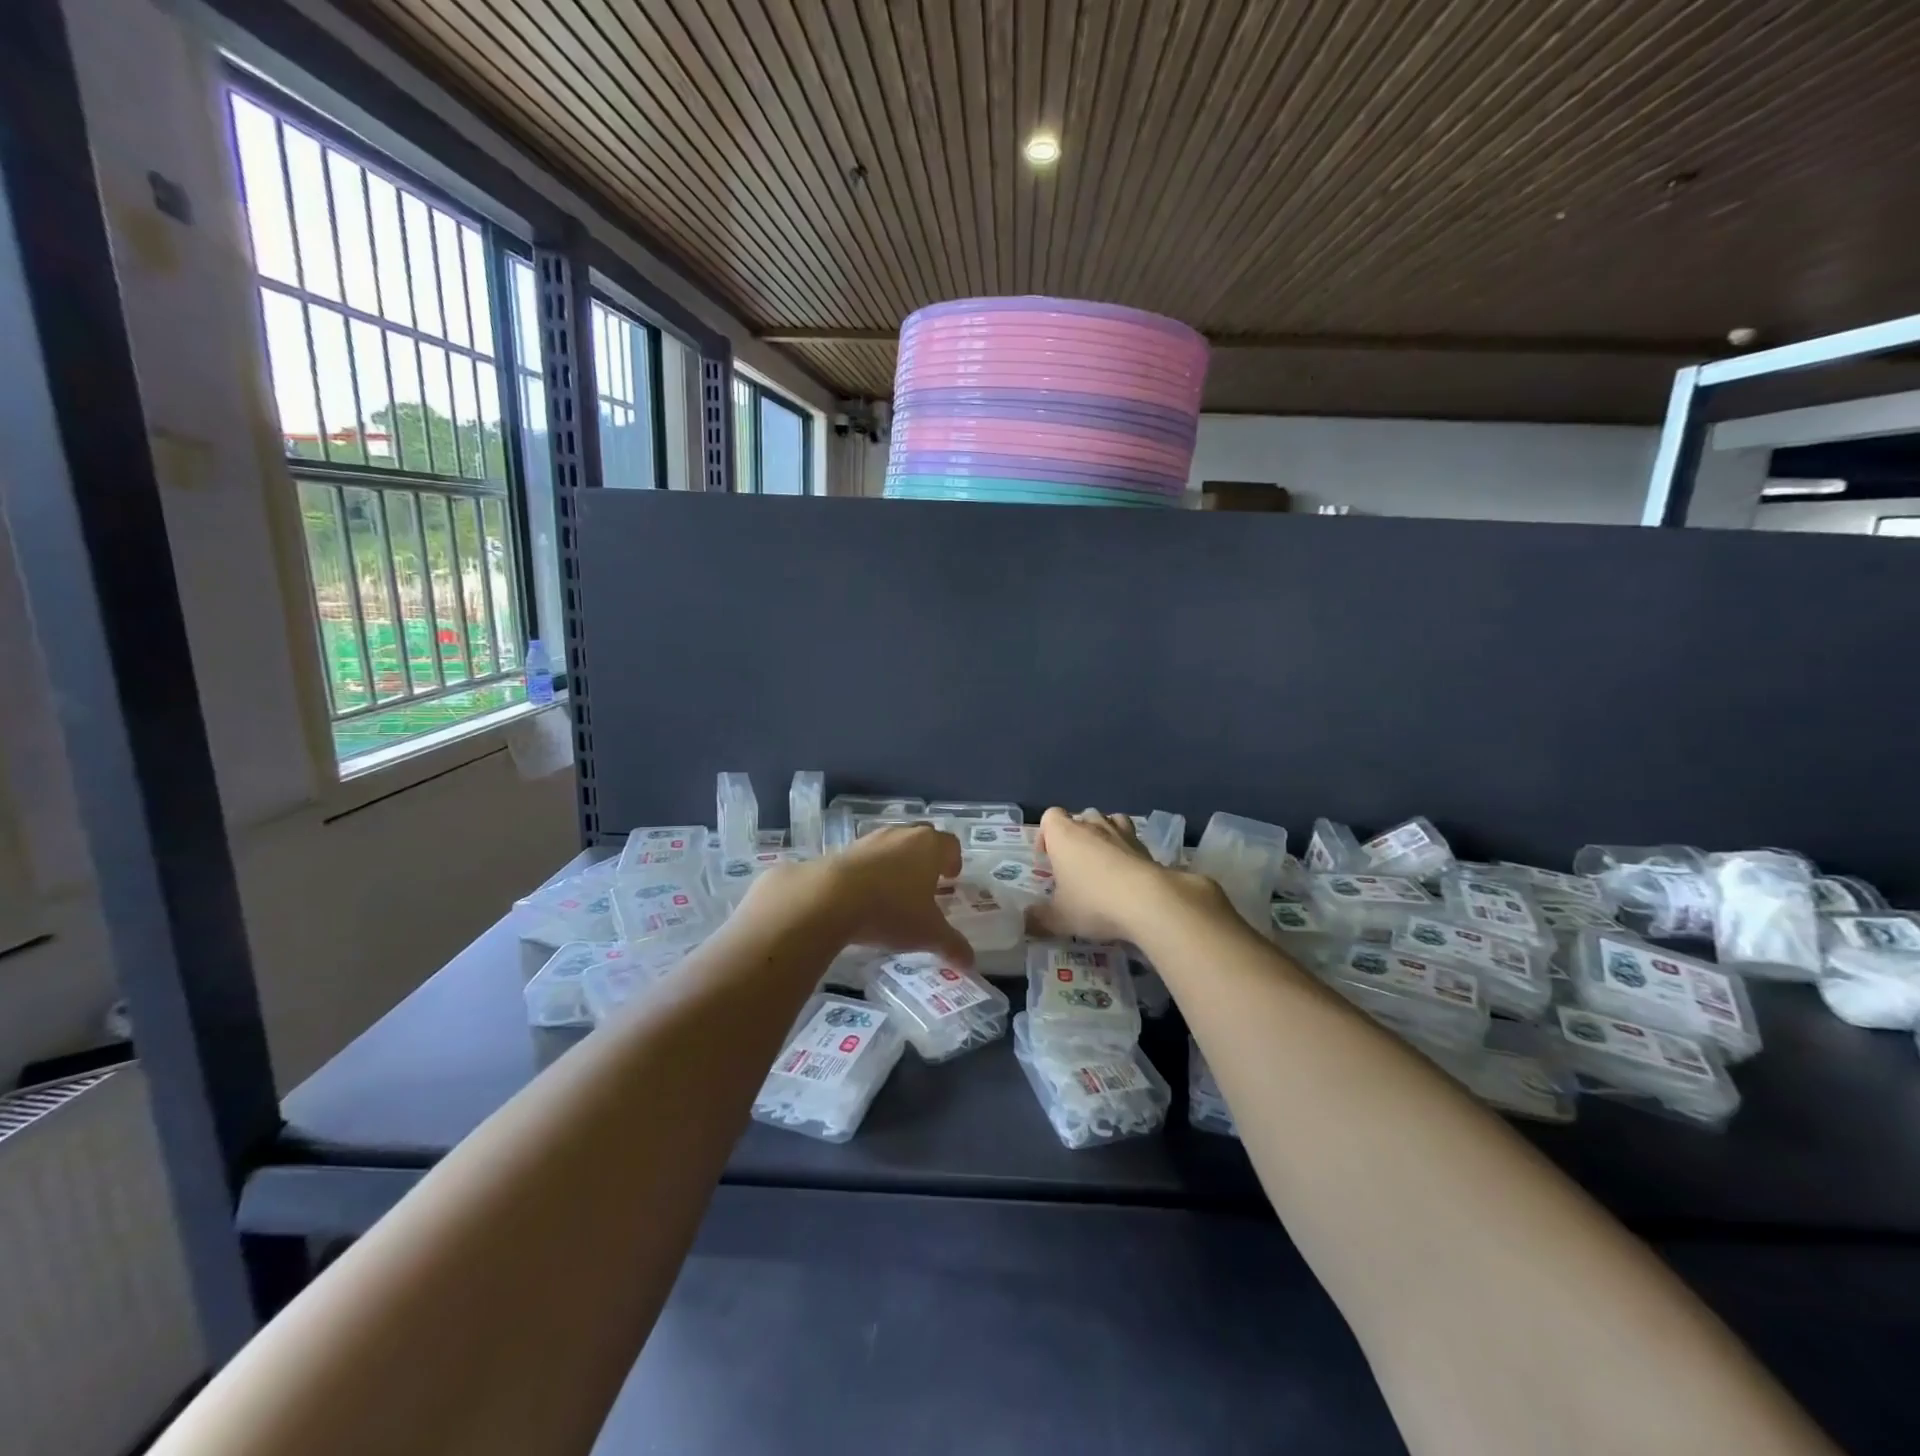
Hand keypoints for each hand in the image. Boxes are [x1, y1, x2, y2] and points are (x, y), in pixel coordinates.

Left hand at [776, 824, 974, 966]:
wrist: (830, 898)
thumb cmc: (891, 910)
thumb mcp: (927, 933)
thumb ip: (952, 945)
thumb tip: (971, 964)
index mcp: (929, 846)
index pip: (950, 844)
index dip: (953, 860)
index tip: (951, 877)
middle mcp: (902, 835)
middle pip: (922, 839)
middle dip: (927, 858)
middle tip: (927, 882)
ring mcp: (871, 839)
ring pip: (892, 845)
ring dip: (897, 862)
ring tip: (895, 890)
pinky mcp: (844, 849)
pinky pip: (866, 856)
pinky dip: (871, 870)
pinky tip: (866, 895)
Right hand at [1031, 807, 1208, 943]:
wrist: (1148, 901)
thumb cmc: (1093, 903)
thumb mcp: (1060, 918)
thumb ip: (1040, 919)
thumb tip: (1027, 921)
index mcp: (1064, 835)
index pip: (1050, 816)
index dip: (1046, 834)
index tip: (1047, 858)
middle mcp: (1091, 826)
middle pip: (1080, 816)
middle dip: (1075, 835)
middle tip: (1074, 864)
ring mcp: (1121, 833)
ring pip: (1108, 820)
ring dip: (1102, 834)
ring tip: (1101, 860)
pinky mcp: (1145, 846)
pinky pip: (1131, 837)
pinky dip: (1126, 847)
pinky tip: (1126, 870)